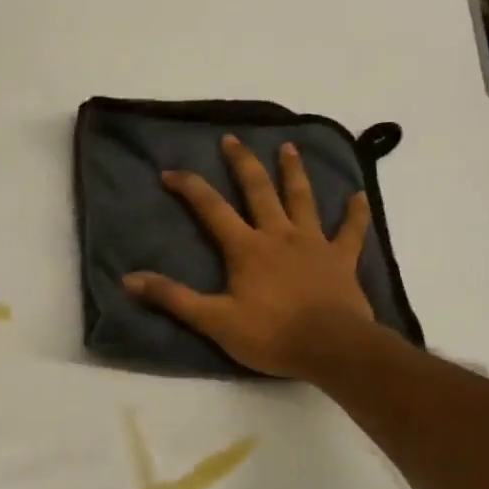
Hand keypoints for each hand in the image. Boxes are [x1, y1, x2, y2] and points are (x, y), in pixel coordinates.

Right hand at [124, 135, 379, 381]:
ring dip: (294, 172)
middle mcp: (279, 235)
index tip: (170, 172)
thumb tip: (130, 279)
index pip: (211, 209)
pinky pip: (350, 231)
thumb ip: (173, 298)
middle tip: (232, 140)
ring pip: (302, 199)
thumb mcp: (214, 321)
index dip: (189, 188)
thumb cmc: (270, 335)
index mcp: (246, 248)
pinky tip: (358, 196)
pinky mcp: (341, 259)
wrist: (331, 347)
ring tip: (288, 147)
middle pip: (259, 191)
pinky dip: (354, 213)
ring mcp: (314, 243)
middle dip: (243, 164)